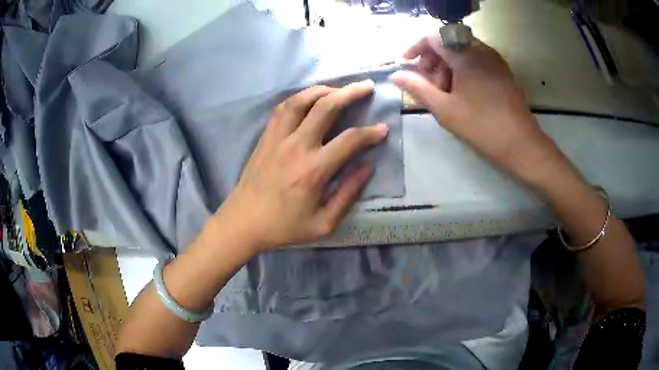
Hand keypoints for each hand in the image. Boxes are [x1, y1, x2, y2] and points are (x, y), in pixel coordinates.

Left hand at [215, 81, 387, 251]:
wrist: (243, 222)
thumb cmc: (284, 226)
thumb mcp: (323, 224)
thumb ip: (347, 194)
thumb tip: (367, 167)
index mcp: (314, 170)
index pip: (350, 140)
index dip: (371, 132)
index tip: (383, 128)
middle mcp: (296, 146)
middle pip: (326, 107)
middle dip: (350, 92)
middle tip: (366, 86)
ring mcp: (278, 138)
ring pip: (301, 100)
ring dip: (323, 89)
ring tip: (338, 89)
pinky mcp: (266, 137)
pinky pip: (282, 108)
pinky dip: (299, 98)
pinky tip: (309, 98)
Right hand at [391, 35, 555, 175]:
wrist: (521, 144)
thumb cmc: (482, 127)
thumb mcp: (445, 109)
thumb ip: (418, 88)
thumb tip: (396, 76)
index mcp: (465, 55)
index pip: (433, 37)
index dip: (416, 47)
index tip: (406, 63)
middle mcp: (480, 50)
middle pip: (447, 42)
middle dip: (432, 59)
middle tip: (429, 84)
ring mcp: (494, 59)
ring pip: (462, 51)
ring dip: (447, 65)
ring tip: (446, 92)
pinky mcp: (502, 70)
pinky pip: (476, 59)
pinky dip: (463, 68)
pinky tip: (462, 91)